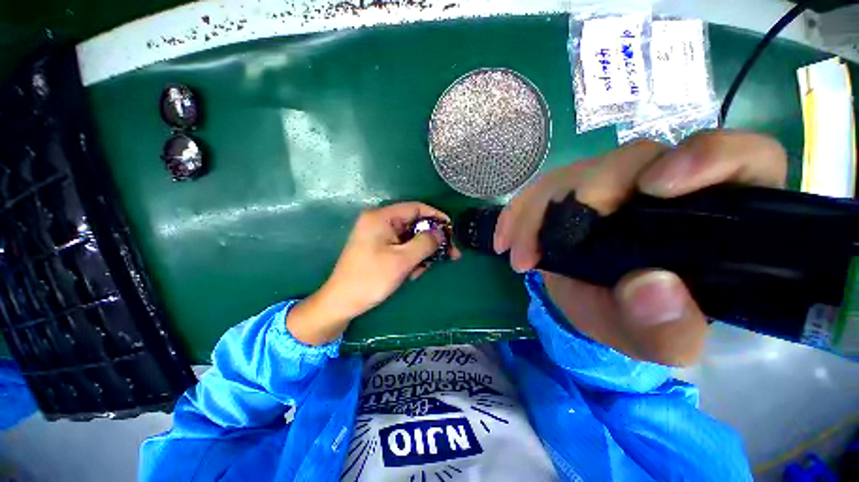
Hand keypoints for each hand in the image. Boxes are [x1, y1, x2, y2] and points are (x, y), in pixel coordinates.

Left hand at [287, 202, 460, 345]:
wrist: (342, 302)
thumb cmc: (371, 278)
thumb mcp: (402, 260)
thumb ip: (425, 242)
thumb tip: (441, 232)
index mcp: (381, 217)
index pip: (416, 208)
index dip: (436, 217)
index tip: (452, 230)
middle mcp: (380, 221)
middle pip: (414, 224)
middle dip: (431, 240)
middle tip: (449, 254)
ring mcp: (378, 235)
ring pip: (410, 238)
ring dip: (421, 253)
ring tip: (422, 270)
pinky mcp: (379, 247)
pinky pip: (402, 247)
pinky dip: (411, 258)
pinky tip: (412, 272)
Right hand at [493, 131, 786, 365]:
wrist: (599, 310)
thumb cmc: (642, 324)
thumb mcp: (658, 342)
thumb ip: (668, 329)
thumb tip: (650, 286)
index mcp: (716, 216)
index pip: (739, 159)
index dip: (703, 158)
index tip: (654, 188)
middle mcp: (666, 187)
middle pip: (633, 159)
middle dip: (583, 195)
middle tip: (546, 246)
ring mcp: (614, 185)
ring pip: (577, 172)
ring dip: (537, 211)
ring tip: (518, 253)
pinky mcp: (574, 193)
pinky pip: (541, 189)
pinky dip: (518, 213)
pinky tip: (505, 238)